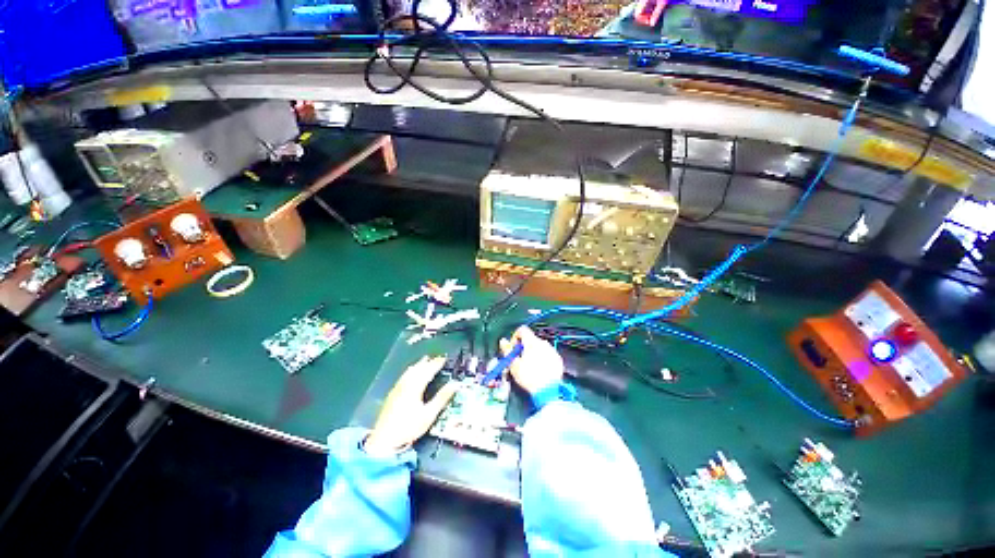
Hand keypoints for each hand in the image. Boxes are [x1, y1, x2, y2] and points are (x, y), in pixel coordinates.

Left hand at [364, 356, 458, 456]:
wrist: (383, 440)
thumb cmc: (409, 427)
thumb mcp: (429, 414)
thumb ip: (442, 398)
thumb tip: (454, 384)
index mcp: (415, 386)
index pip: (428, 370)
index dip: (437, 363)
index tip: (444, 358)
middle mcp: (405, 384)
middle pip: (418, 368)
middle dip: (428, 362)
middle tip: (437, 358)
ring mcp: (397, 388)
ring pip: (410, 371)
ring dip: (419, 364)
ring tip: (426, 361)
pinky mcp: (392, 393)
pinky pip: (404, 376)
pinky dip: (411, 370)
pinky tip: (411, 374)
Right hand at [499, 326, 563, 394]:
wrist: (548, 391)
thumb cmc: (529, 377)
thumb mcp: (513, 364)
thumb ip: (507, 350)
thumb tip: (503, 341)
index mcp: (531, 342)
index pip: (522, 330)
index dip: (515, 337)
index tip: (513, 348)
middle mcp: (543, 343)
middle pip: (530, 339)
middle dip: (524, 347)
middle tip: (519, 360)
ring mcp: (552, 350)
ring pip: (539, 347)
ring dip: (533, 353)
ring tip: (530, 367)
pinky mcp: (558, 359)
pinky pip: (548, 354)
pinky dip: (542, 359)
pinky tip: (539, 370)